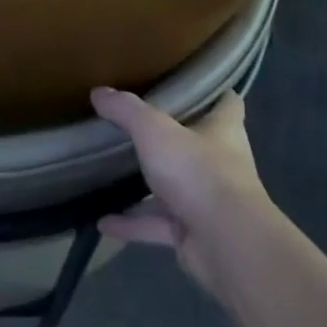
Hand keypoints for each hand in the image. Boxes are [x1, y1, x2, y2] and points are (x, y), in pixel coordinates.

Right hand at [92, 86, 277, 300]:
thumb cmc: (198, 172)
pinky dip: (132, 224)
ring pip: (174, 187)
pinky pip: (157, 225)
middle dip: (170, 138)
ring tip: (112, 175)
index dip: (212, 91)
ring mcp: (207, 200)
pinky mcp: (193, 233)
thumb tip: (99, 91)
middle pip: (196, 144)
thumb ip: (127, 111)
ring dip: (147, 186)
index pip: (227, 102)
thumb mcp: (155, 131)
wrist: (226, 243)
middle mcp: (220, 163)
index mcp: (223, 130)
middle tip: (135, 125)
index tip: (188, 83)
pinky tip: (103, 222)